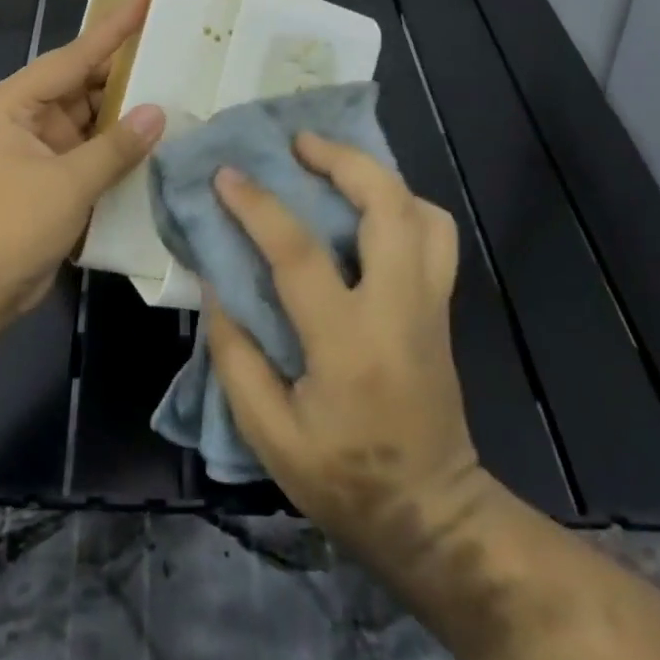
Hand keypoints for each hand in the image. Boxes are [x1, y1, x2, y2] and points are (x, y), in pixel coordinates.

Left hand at [0, 0, 165, 328]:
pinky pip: (89, 150)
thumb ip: (115, 147)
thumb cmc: (10, 226)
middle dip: (126, 73)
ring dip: (124, 113)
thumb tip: (157, 113)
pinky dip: (116, 146)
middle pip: (83, 84)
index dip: (114, 27)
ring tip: (177, 90)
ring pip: (89, 118)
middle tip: (176, 50)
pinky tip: (154, 140)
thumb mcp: (67, 183)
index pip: (74, 56)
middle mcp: (25, 115)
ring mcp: (37, 147)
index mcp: (15, 101)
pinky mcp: (49, 176)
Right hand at [203, 134, 486, 581]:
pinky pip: (434, 234)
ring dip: (378, 176)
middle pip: (390, 208)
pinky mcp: (442, 308)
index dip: (259, 206)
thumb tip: (217, 283)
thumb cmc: (344, 480)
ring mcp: (431, 305)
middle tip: (298, 143)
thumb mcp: (268, 433)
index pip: (300, 254)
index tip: (227, 174)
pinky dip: (402, 204)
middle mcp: (399, 310)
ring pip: (424, 213)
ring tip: (332, 166)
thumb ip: (235, 355)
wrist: (433, 516)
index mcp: (349, 344)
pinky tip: (365, 209)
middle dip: (344, 160)